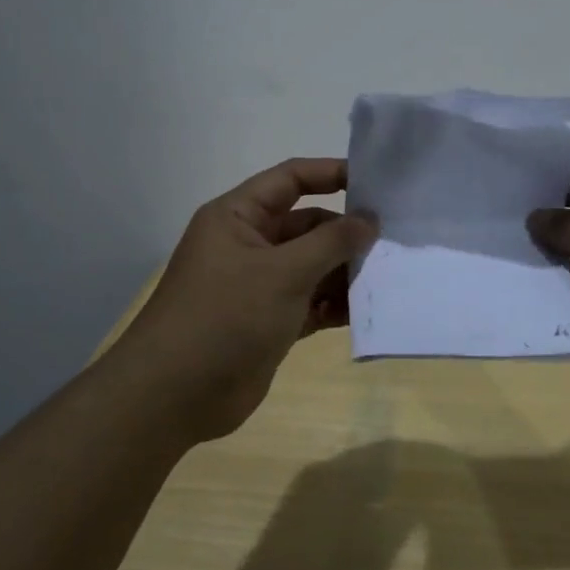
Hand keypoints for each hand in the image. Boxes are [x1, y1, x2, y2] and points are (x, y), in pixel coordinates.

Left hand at [126, 158, 376, 440]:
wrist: (174, 396)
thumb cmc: (226, 316)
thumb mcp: (283, 272)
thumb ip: (331, 242)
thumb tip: (369, 219)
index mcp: (238, 217)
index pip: (290, 180)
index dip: (331, 174)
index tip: (375, 181)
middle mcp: (248, 244)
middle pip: (307, 225)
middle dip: (346, 233)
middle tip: (394, 239)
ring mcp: (259, 285)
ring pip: (312, 266)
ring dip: (345, 271)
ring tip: (390, 275)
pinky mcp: (270, 322)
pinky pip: (311, 302)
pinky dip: (335, 304)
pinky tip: (369, 309)